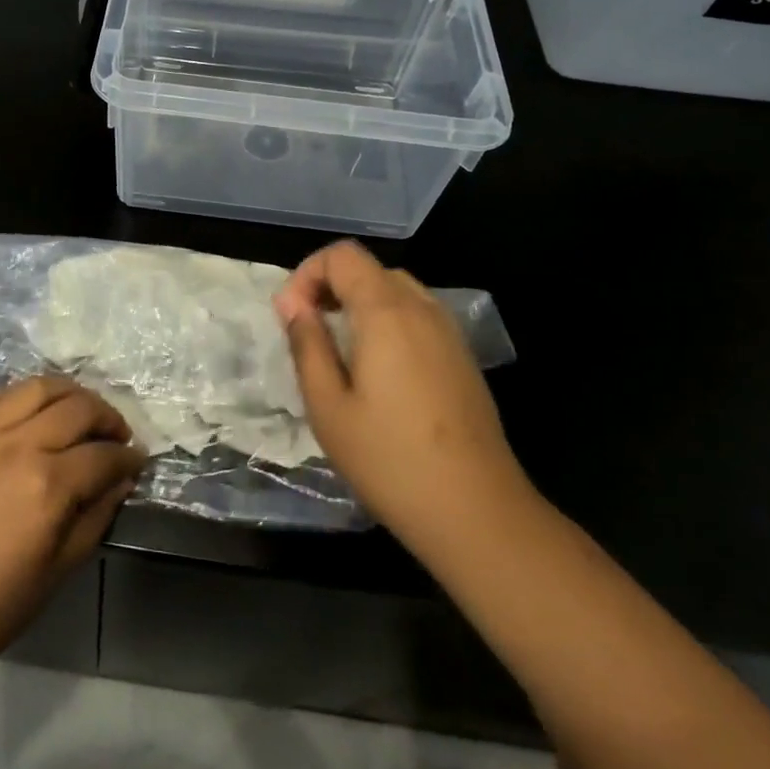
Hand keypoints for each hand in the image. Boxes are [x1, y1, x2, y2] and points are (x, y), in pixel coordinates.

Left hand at [0, 377, 144, 687]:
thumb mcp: (57, 572)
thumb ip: (95, 517)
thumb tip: (121, 481)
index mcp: (48, 485)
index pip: (104, 455)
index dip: (128, 457)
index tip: (138, 461)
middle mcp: (20, 445)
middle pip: (78, 408)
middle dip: (108, 417)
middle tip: (116, 435)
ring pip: (37, 387)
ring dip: (68, 393)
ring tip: (78, 410)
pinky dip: (16, 396)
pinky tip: (26, 411)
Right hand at [275, 241, 531, 562]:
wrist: (478, 513)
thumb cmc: (390, 460)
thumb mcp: (328, 406)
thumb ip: (307, 345)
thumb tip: (292, 304)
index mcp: (386, 311)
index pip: (342, 255)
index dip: (308, 273)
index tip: (291, 316)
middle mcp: (422, 308)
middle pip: (369, 269)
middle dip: (330, 286)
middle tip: (308, 330)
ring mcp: (448, 332)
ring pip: (395, 290)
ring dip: (359, 303)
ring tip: (338, 348)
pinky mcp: (462, 357)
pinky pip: (417, 316)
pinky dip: (387, 321)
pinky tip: (378, 370)